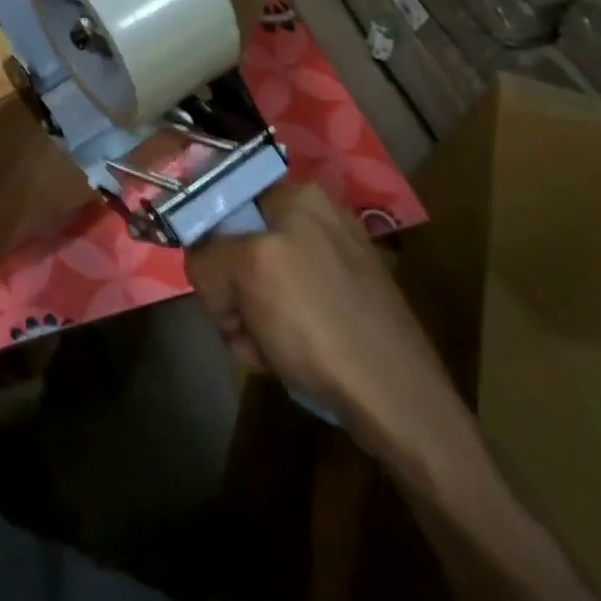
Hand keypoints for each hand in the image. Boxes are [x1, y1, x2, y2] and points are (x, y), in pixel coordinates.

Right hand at [186, 181, 463, 462]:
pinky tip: (284, 360)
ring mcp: (335, 264)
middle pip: (238, 246)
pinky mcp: (345, 305)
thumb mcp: (246, 272)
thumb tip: (203, 265)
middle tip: (239, 323)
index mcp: (299, 197)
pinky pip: (287, 309)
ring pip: (257, 283)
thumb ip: (207, 255)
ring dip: (247, 320)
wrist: (397, 403)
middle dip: (230, 291)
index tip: (212, 280)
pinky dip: (276, 335)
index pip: (225, 200)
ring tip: (265, 351)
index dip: (208, 240)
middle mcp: (318, 221)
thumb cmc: (318, 323)